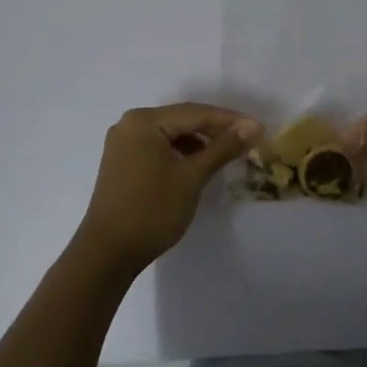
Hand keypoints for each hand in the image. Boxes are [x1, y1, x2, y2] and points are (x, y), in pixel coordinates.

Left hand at [78, 104, 261, 273]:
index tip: (259, 129)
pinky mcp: (123, 162)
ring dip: (199, 142)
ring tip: (227, 153)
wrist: (107, 253)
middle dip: (215, 129)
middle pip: (182, 120)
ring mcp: (123, 144)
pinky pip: (159, 147)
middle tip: (247, 139)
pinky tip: (199, 164)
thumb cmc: (152, 210)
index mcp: (144, 121)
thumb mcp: (192, 176)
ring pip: (171, 134)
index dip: (230, 120)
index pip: (196, 113)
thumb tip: (254, 127)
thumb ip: (223, 148)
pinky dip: (181, 153)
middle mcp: (130, 124)